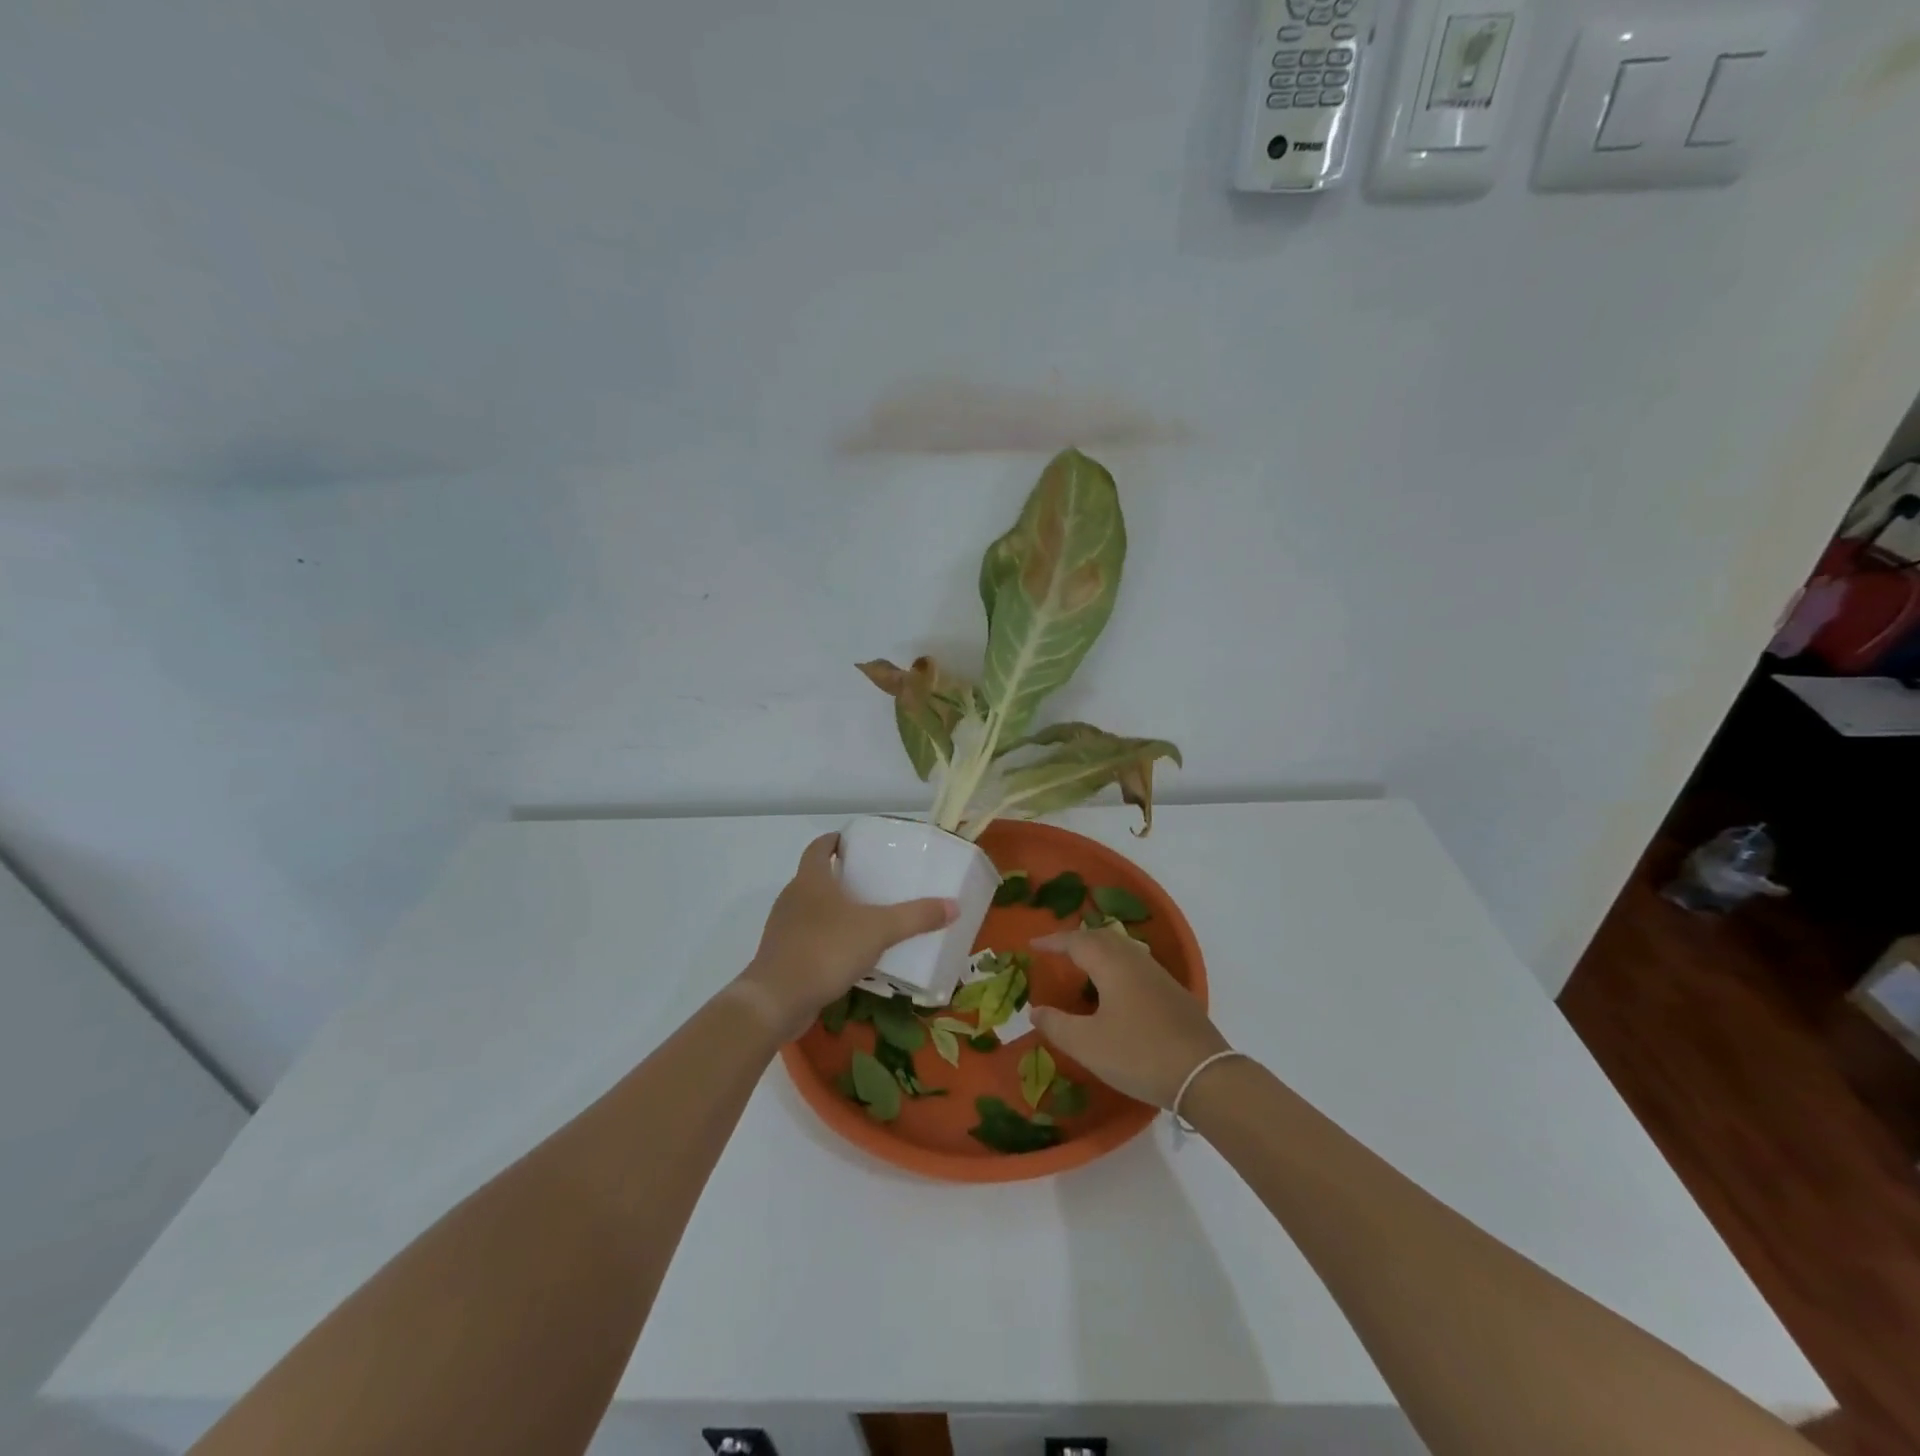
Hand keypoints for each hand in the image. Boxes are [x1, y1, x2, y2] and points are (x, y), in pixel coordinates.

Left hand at [735, 833, 956, 1040]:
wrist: (776, 1000)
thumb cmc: (825, 950)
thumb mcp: (879, 930)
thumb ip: (916, 917)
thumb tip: (954, 905)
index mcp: (810, 879)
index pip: (819, 847)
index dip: (834, 840)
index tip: (852, 842)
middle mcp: (792, 898)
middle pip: (814, 877)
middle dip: (839, 876)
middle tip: (870, 881)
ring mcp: (783, 928)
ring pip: (810, 909)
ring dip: (832, 910)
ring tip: (864, 917)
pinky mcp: (781, 956)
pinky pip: (807, 938)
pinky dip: (826, 938)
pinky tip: (848, 953)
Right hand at [1028, 929, 1230, 1107]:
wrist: (1204, 1075)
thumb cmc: (1138, 1054)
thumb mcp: (1088, 1044)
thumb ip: (1057, 1025)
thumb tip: (1035, 1010)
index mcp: (1112, 964)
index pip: (1076, 941)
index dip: (1053, 942)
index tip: (1032, 944)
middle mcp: (1135, 960)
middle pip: (1102, 937)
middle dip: (1077, 940)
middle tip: (1058, 951)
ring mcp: (1159, 975)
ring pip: (1123, 948)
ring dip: (1100, 950)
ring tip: (1084, 964)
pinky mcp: (1174, 993)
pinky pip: (1137, 965)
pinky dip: (1117, 965)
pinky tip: (1117, 988)